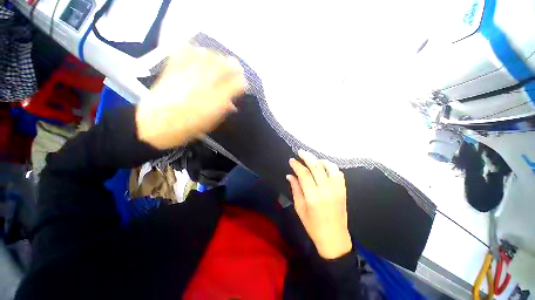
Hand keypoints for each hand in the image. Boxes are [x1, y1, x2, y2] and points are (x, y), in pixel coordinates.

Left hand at [136, 46, 245, 148]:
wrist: (155, 126)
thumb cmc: (187, 129)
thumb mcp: (210, 123)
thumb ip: (222, 110)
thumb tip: (231, 103)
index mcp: (216, 101)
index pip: (237, 84)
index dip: (242, 82)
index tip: (242, 85)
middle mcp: (205, 84)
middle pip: (225, 65)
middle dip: (234, 66)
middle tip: (236, 69)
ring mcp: (188, 74)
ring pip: (208, 55)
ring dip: (217, 57)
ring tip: (218, 61)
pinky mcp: (173, 68)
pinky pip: (185, 51)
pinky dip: (194, 50)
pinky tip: (198, 54)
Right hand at [287, 150, 351, 258]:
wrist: (334, 238)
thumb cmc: (313, 226)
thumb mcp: (300, 208)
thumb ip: (295, 189)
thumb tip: (290, 175)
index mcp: (313, 197)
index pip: (304, 174)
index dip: (296, 165)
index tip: (291, 160)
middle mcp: (326, 190)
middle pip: (317, 166)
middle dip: (307, 156)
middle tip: (300, 152)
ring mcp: (337, 189)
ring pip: (330, 167)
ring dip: (320, 160)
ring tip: (313, 160)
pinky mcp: (343, 191)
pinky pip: (339, 173)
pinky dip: (331, 167)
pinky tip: (324, 167)